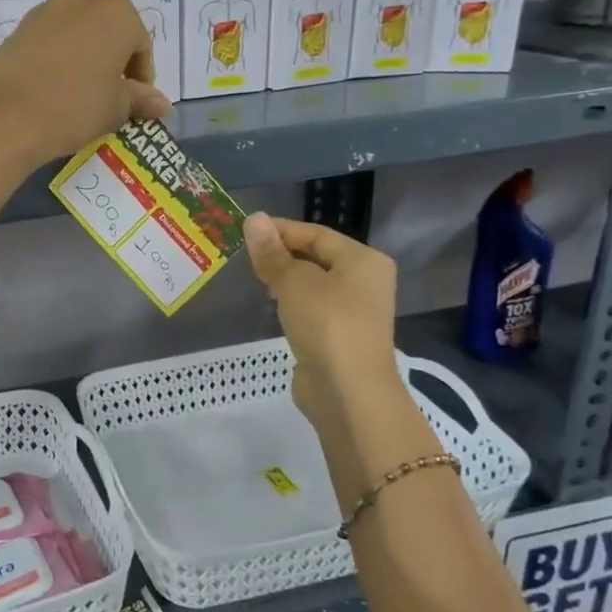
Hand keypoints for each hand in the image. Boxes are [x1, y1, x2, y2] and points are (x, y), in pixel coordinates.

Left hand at [0, 0, 170, 166]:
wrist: (6, 115)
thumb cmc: (75, 107)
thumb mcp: (116, 108)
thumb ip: (140, 99)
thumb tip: (163, 105)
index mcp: (118, 10)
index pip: (140, 45)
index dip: (141, 77)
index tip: (135, 103)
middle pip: (109, 30)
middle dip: (113, 59)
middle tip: (110, 95)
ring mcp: (47, 8)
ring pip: (78, 32)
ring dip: (85, 56)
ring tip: (80, 93)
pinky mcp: (18, 26)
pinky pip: (51, 40)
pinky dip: (59, 58)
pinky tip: (53, 88)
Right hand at [244, 213, 401, 450]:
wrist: (348, 392)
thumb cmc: (327, 324)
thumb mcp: (293, 282)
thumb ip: (272, 253)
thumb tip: (253, 219)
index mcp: (363, 260)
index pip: (316, 234)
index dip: (280, 229)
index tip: (245, 229)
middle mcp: (366, 282)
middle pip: (318, 258)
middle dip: (282, 254)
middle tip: (245, 254)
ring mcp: (356, 313)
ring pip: (315, 285)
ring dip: (287, 280)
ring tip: (255, 278)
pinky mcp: (342, 338)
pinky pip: (314, 310)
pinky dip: (293, 304)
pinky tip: (273, 307)